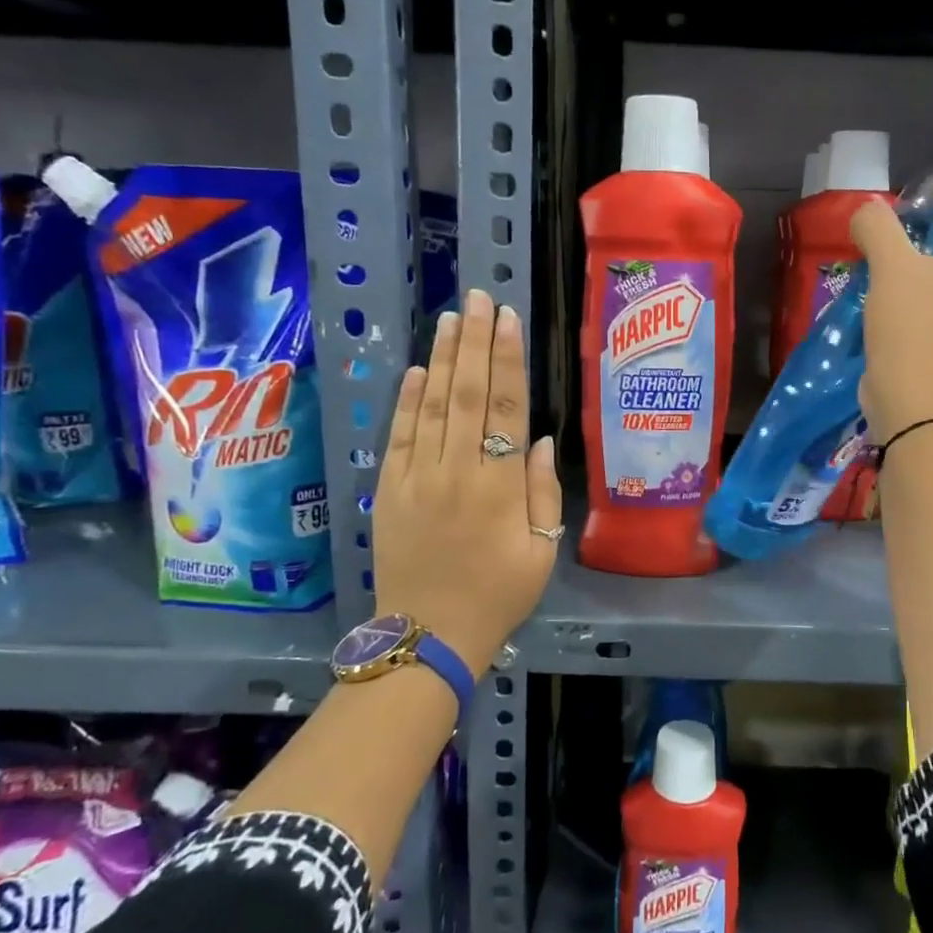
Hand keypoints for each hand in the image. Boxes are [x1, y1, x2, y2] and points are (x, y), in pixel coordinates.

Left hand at [371, 289, 562, 677]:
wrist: (429, 635)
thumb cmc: (498, 596)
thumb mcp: (541, 552)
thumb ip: (543, 493)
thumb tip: (542, 441)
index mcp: (500, 487)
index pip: (505, 409)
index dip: (508, 361)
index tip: (509, 320)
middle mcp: (457, 471)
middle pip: (466, 394)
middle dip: (475, 342)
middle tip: (479, 298)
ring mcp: (417, 478)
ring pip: (431, 406)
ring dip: (443, 358)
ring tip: (452, 318)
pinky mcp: (389, 489)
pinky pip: (399, 435)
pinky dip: (408, 399)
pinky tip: (419, 369)